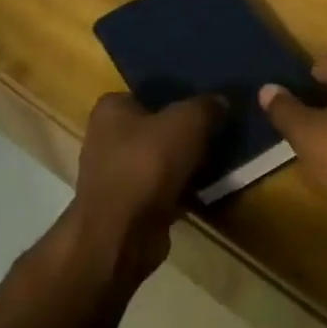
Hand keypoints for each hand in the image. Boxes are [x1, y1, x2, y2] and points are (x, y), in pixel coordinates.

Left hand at [69, 93, 222, 281]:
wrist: (122, 234)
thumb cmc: (148, 163)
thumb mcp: (189, 121)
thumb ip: (207, 105)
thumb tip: (221, 102)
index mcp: (111, 109)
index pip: (148, 93)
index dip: (177, 96)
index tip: (206, 103)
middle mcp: (105, 138)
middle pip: (156, 127)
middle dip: (184, 131)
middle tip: (217, 130)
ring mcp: (114, 175)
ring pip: (160, 159)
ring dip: (184, 162)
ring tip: (218, 158)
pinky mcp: (126, 206)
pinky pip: (161, 188)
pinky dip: (180, 188)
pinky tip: (205, 188)